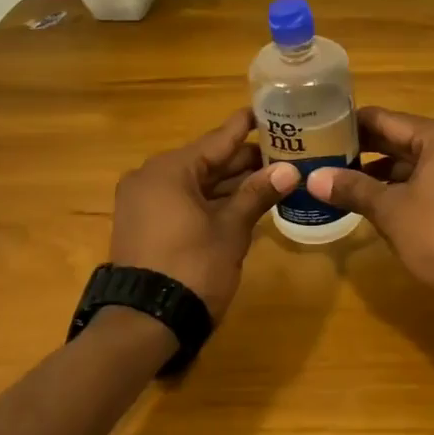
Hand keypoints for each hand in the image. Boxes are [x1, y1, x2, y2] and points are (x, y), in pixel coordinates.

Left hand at [110, 109, 298, 322]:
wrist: (143, 324)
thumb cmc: (191, 268)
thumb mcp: (231, 230)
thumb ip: (257, 194)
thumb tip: (290, 170)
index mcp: (170, 169)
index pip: (218, 139)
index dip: (246, 126)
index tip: (269, 110)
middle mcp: (151, 177)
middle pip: (206, 161)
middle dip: (243, 160)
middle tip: (283, 150)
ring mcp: (144, 202)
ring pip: (196, 183)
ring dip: (230, 183)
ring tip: (271, 174)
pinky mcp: (144, 225)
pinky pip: (183, 201)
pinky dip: (211, 200)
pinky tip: (243, 200)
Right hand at [305, 108, 433, 332]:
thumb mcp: (391, 211)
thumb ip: (352, 188)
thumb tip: (313, 177)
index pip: (387, 119)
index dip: (352, 124)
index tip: (321, 128)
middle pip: (405, 137)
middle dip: (367, 148)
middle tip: (326, 153)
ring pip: (420, 159)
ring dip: (386, 169)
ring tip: (345, 176)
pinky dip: (409, 183)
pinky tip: (379, 197)